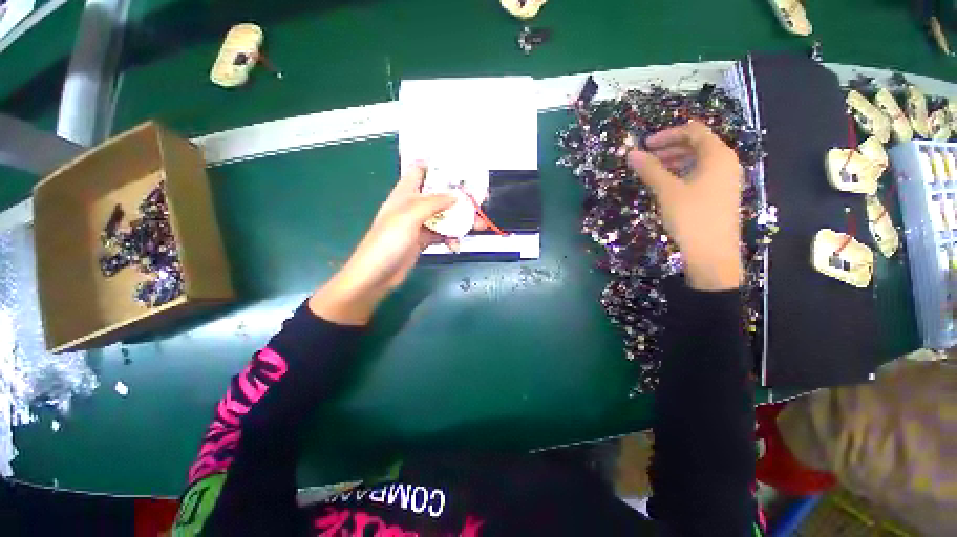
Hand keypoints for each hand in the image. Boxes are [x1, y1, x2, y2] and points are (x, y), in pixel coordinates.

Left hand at [309, 162, 481, 324]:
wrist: (377, 275)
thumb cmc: (388, 241)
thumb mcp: (410, 216)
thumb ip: (433, 203)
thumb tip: (456, 196)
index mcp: (405, 192)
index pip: (420, 170)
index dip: (437, 166)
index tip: (459, 169)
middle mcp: (413, 205)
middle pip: (439, 195)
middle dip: (459, 197)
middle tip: (478, 202)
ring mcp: (419, 224)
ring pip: (444, 216)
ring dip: (460, 221)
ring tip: (478, 226)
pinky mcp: (423, 240)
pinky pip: (442, 234)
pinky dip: (451, 238)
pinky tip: (455, 246)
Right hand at [624, 122, 743, 290]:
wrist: (712, 255)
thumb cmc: (691, 217)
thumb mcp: (667, 191)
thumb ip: (650, 169)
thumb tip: (631, 153)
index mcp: (718, 155)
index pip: (693, 131)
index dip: (668, 134)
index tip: (645, 145)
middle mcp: (726, 163)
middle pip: (697, 144)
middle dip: (670, 148)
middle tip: (646, 159)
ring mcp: (725, 180)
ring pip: (698, 161)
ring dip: (674, 161)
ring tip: (653, 172)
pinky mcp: (720, 195)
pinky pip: (701, 175)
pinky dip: (682, 174)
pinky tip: (667, 186)